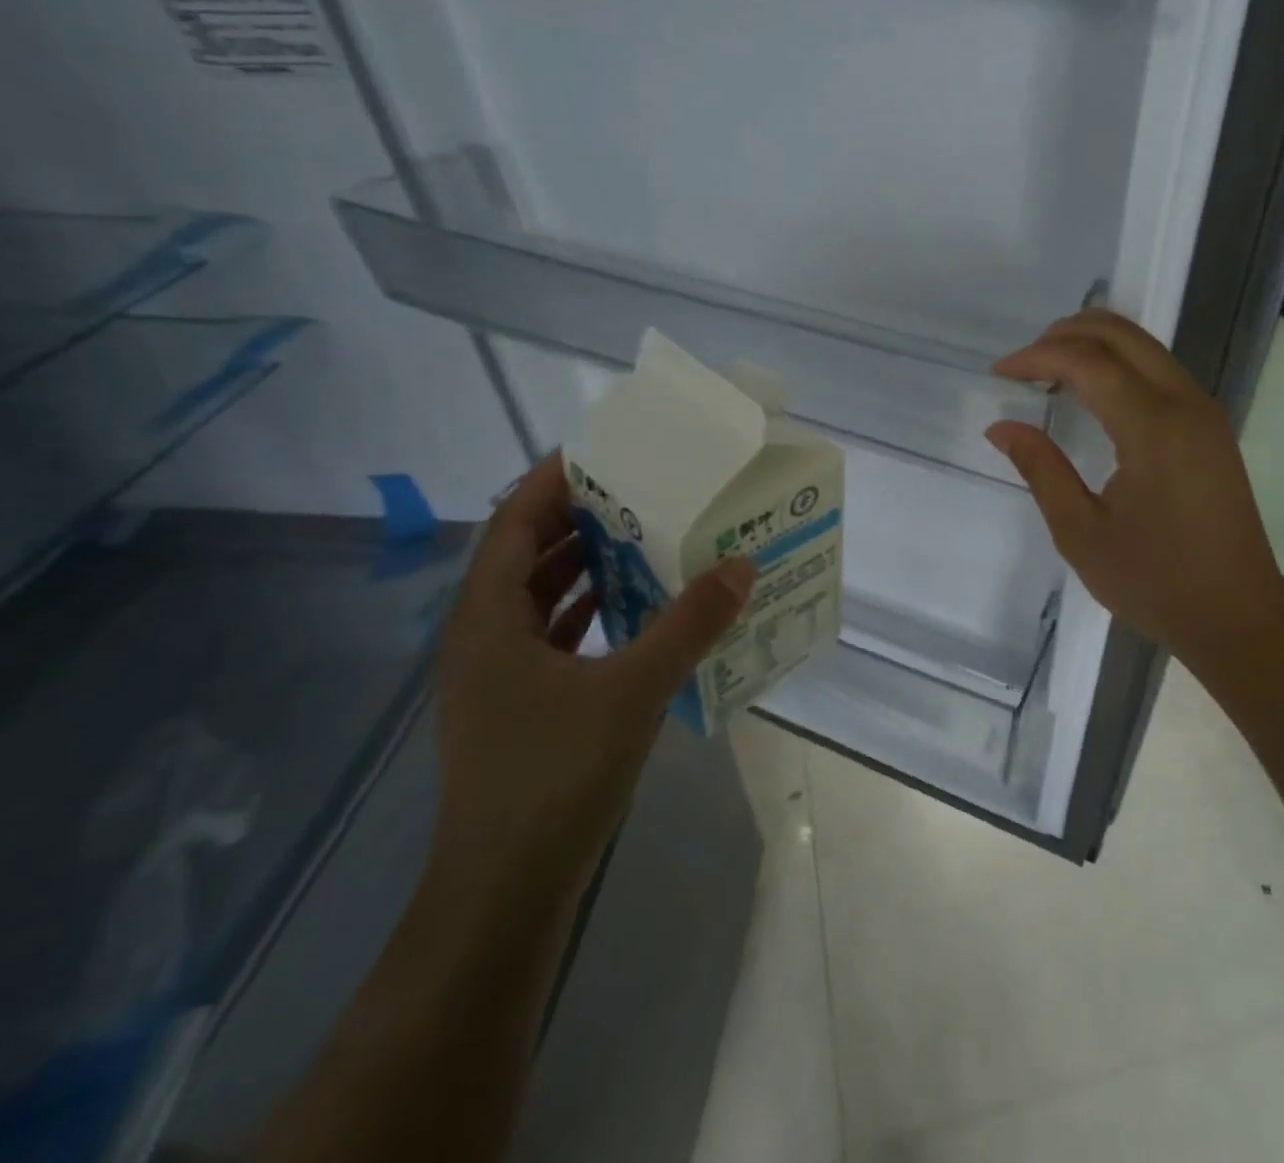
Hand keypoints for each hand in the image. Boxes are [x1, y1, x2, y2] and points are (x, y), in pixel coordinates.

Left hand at [429, 453, 754, 913]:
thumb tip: (742, 565)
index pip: (511, 522)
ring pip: (539, 597)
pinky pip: (554, 634)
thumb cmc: (554, 776)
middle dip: (577, 518)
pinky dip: (591, 610)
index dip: (551, 482)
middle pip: (524, 554)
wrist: (506, 891)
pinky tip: (636, 607)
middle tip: (640, 489)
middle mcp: (482, 637)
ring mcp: (498, 675)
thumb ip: (689, 624)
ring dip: (586, 564)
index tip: (603, 452)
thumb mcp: (632, 690)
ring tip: (645, 535)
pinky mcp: (520, 705)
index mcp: (487, 619)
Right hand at [987, 310, 1283, 669]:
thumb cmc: (1155, 581)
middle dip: (1065, 333)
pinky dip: (1119, 364)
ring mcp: (1204, 412)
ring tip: (1049, 371)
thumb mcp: (1081, 532)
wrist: (1237, 614)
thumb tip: (1001, 427)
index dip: (1037, 357)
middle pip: (1121, 334)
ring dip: (1094, 345)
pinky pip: (1160, 370)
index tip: (999, 372)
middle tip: (1023, 362)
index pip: (1087, 362)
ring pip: (1144, 346)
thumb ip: (1041, 469)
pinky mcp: (1211, 427)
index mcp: (1153, 427)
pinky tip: (1091, 393)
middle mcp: (1185, 404)